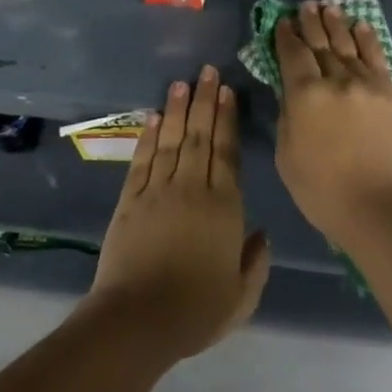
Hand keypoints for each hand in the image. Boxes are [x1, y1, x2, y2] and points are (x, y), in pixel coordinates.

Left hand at [88, 65, 270, 360]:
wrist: (137, 320)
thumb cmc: (196, 310)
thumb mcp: (242, 296)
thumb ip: (255, 262)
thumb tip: (262, 233)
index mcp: (224, 206)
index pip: (227, 152)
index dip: (227, 119)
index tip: (226, 91)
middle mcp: (191, 188)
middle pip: (199, 136)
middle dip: (204, 101)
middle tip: (206, 70)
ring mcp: (157, 191)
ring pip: (170, 140)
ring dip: (177, 109)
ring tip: (181, 82)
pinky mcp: (129, 201)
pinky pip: (141, 160)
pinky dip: (148, 136)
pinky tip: (153, 116)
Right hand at [274, 2, 391, 245]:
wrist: (382, 208)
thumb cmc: (324, 191)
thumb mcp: (287, 156)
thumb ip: (287, 117)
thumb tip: (290, 93)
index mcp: (305, 95)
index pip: (293, 55)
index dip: (286, 36)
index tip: (282, 22)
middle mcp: (335, 80)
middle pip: (321, 44)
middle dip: (311, 23)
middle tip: (305, 6)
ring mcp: (366, 84)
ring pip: (347, 45)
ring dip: (336, 24)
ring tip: (328, 8)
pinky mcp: (389, 93)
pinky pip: (376, 58)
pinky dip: (367, 39)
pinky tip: (360, 26)